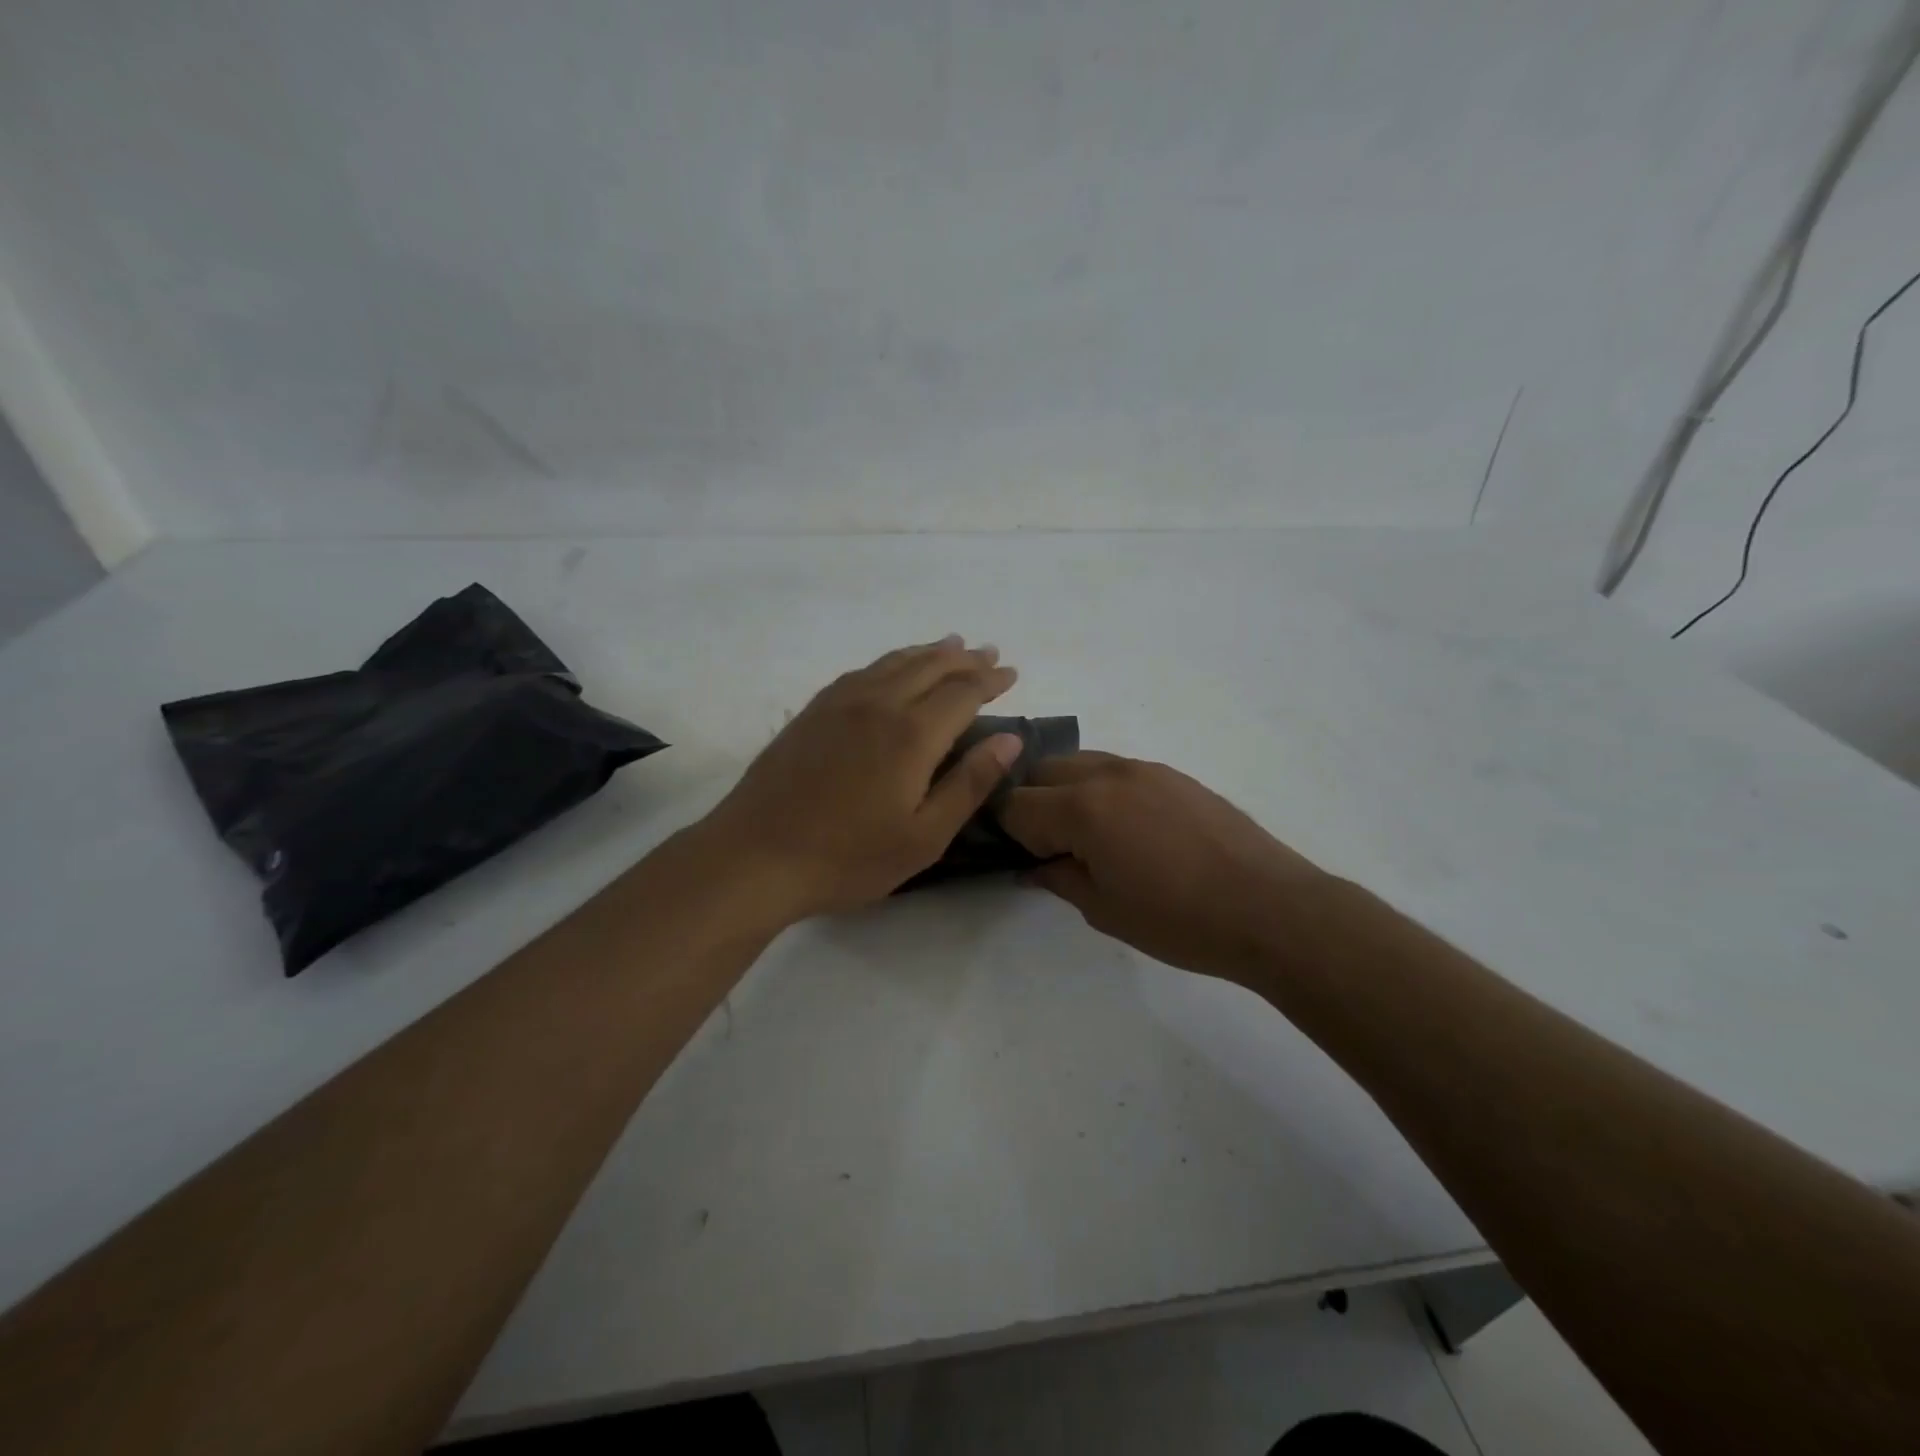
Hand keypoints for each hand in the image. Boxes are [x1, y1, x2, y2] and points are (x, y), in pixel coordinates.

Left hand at [697, 637, 1024, 921]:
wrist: (756, 856)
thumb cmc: (848, 857)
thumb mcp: (924, 836)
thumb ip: (969, 783)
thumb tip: (1009, 738)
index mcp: (912, 734)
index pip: (963, 693)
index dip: (990, 681)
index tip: (1011, 673)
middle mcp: (878, 704)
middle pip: (930, 667)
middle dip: (964, 659)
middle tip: (988, 653)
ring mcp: (839, 704)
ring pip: (893, 663)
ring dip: (927, 652)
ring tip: (950, 644)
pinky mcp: (811, 712)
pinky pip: (860, 672)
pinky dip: (888, 662)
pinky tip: (890, 668)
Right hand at [1000, 752, 1328, 987]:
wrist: (1270, 908)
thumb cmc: (1179, 919)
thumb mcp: (1105, 910)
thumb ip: (1058, 879)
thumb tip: (1032, 867)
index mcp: (1082, 808)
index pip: (1017, 804)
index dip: (1008, 831)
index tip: (1022, 856)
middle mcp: (1107, 774)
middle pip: (1043, 771)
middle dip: (1033, 802)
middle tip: (1051, 846)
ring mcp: (1144, 768)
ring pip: (1081, 763)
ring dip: (1067, 791)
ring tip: (1088, 835)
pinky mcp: (1173, 774)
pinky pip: (1117, 770)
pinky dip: (1102, 789)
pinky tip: (1127, 828)